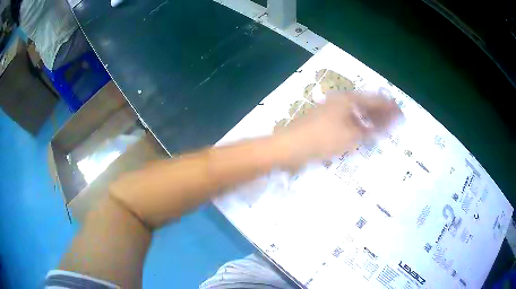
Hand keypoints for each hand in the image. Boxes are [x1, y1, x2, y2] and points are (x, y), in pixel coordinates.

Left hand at [274, 91, 402, 167]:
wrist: (289, 147)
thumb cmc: (322, 139)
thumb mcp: (352, 136)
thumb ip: (373, 129)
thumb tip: (391, 121)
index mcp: (349, 99)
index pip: (376, 99)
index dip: (390, 107)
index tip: (401, 115)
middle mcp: (341, 101)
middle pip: (367, 104)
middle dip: (382, 113)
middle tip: (395, 123)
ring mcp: (332, 110)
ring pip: (358, 113)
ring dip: (372, 120)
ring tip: (384, 129)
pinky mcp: (326, 121)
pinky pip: (349, 121)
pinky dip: (360, 126)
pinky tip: (365, 133)